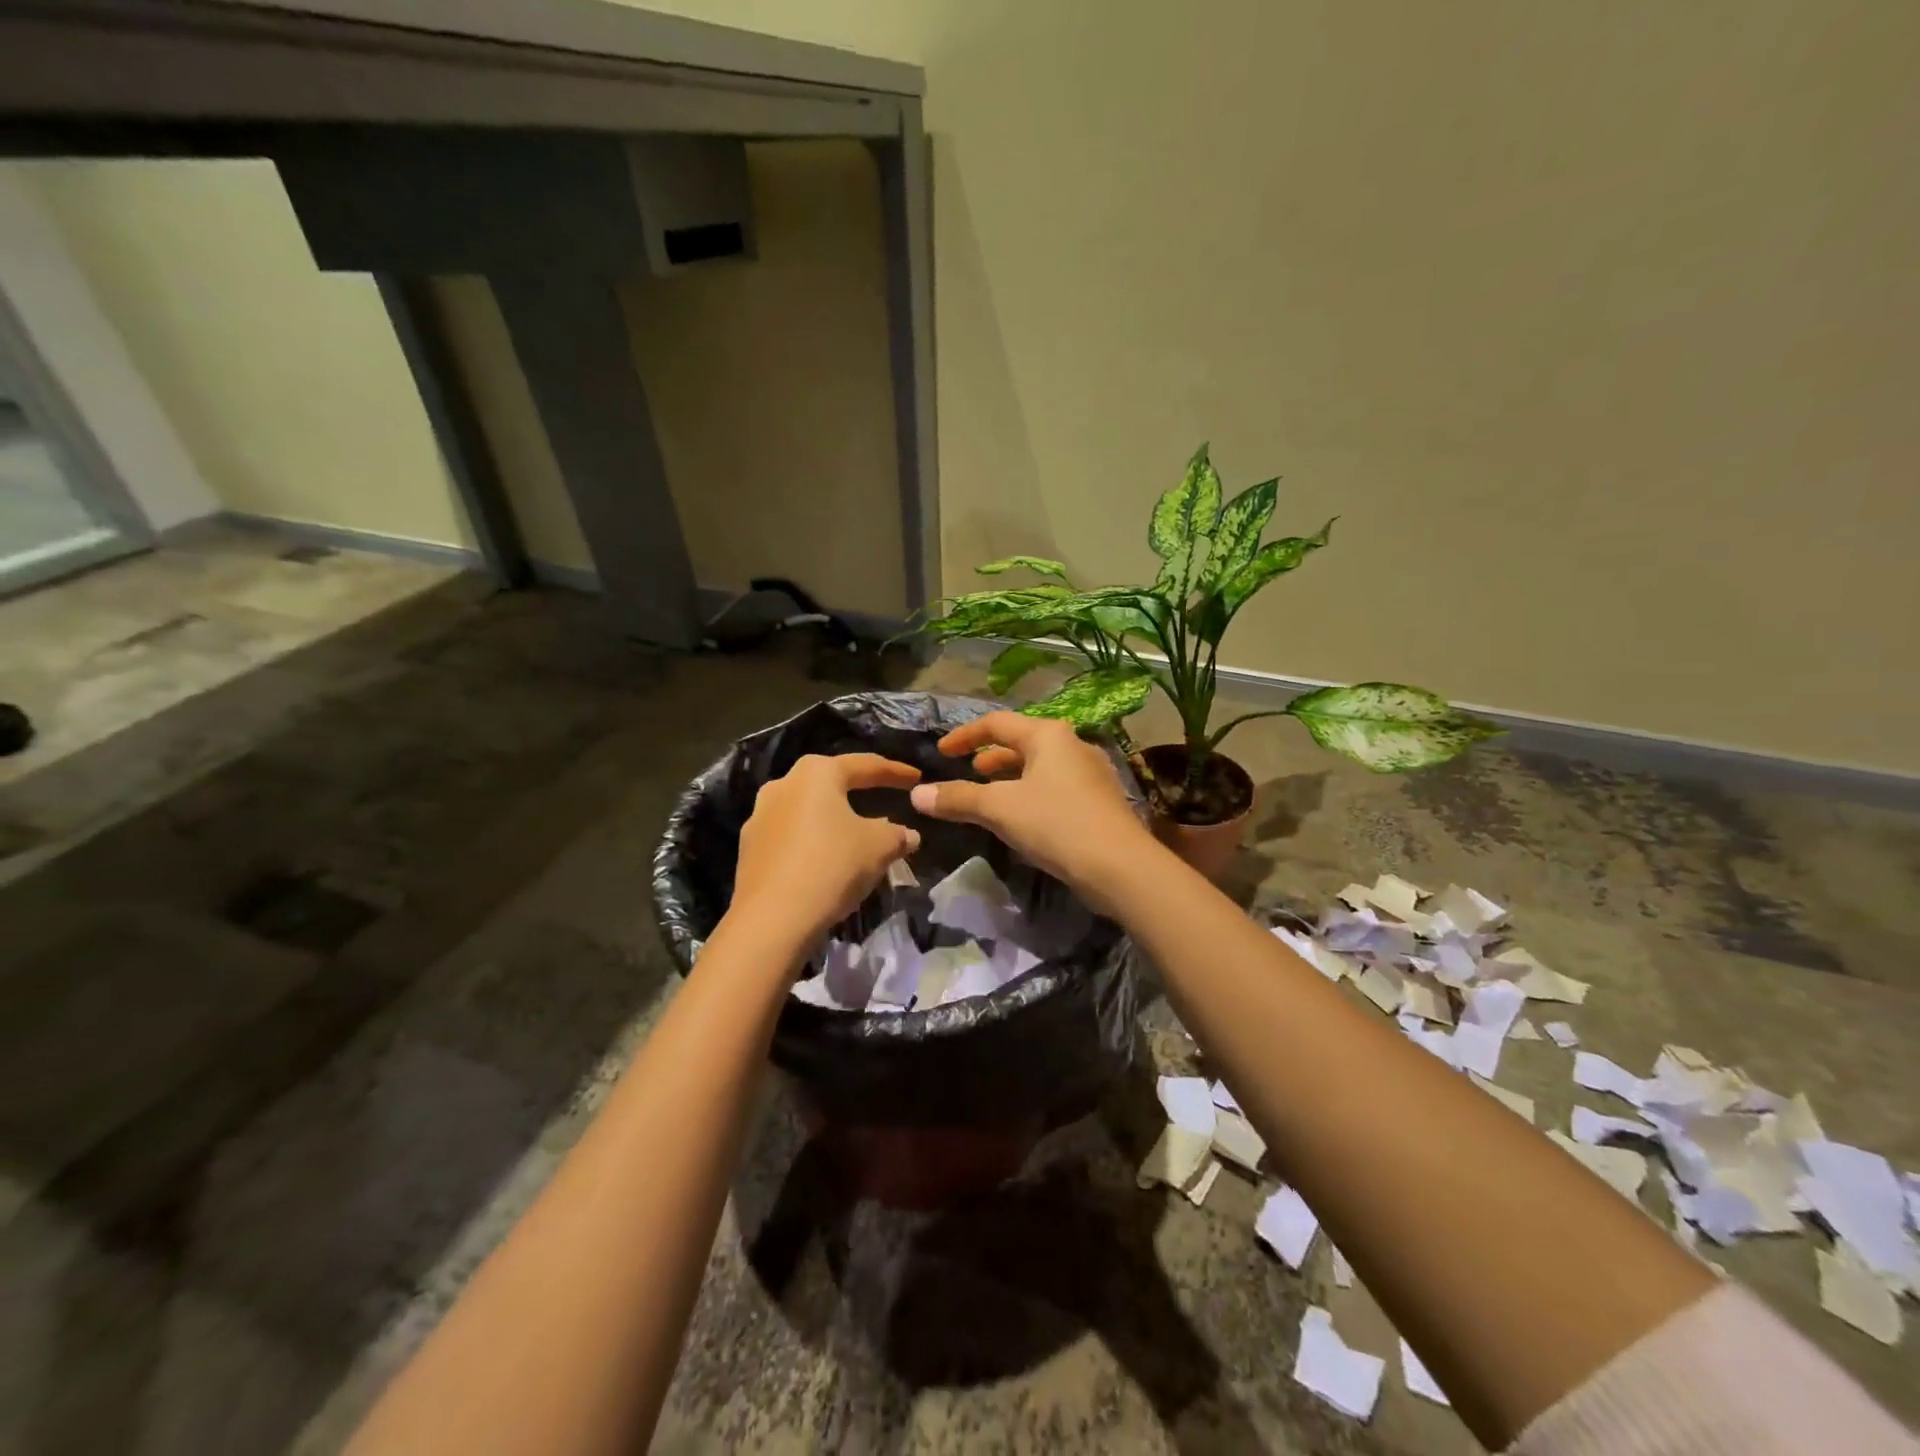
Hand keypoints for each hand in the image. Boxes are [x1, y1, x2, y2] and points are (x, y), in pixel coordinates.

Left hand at [728, 753, 922, 954]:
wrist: (772, 919)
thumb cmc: (832, 866)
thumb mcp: (879, 848)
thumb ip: (898, 835)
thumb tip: (909, 835)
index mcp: (816, 773)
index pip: (864, 765)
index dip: (895, 772)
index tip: (916, 777)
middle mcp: (783, 785)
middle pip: (830, 783)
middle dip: (858, 790)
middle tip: (883, 796)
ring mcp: (759, 817)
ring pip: (807, 810)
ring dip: (832, 818)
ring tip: (855, 833)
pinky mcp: (748, 849)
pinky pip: (790, 836)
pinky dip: (812, 842)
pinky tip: (826, 859)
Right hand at [908, 712, 1160, 910]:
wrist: (1120, 867)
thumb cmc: (1056, 824)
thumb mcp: (1000, 809)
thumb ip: (958, 799)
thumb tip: (917, 794)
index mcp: (1048, 735)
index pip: (996, 723)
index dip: (964, 736)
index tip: (941, 753)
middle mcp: (1072, 745)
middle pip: (1022, 742)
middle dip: (990, 757)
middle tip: (968, 773)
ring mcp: (1090, 773)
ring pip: (1039, 766)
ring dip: (1011, 777)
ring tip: (990, 796)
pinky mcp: (1099, 801)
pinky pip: (1055, 787)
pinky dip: (1030, 794)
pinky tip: (1022, 818)